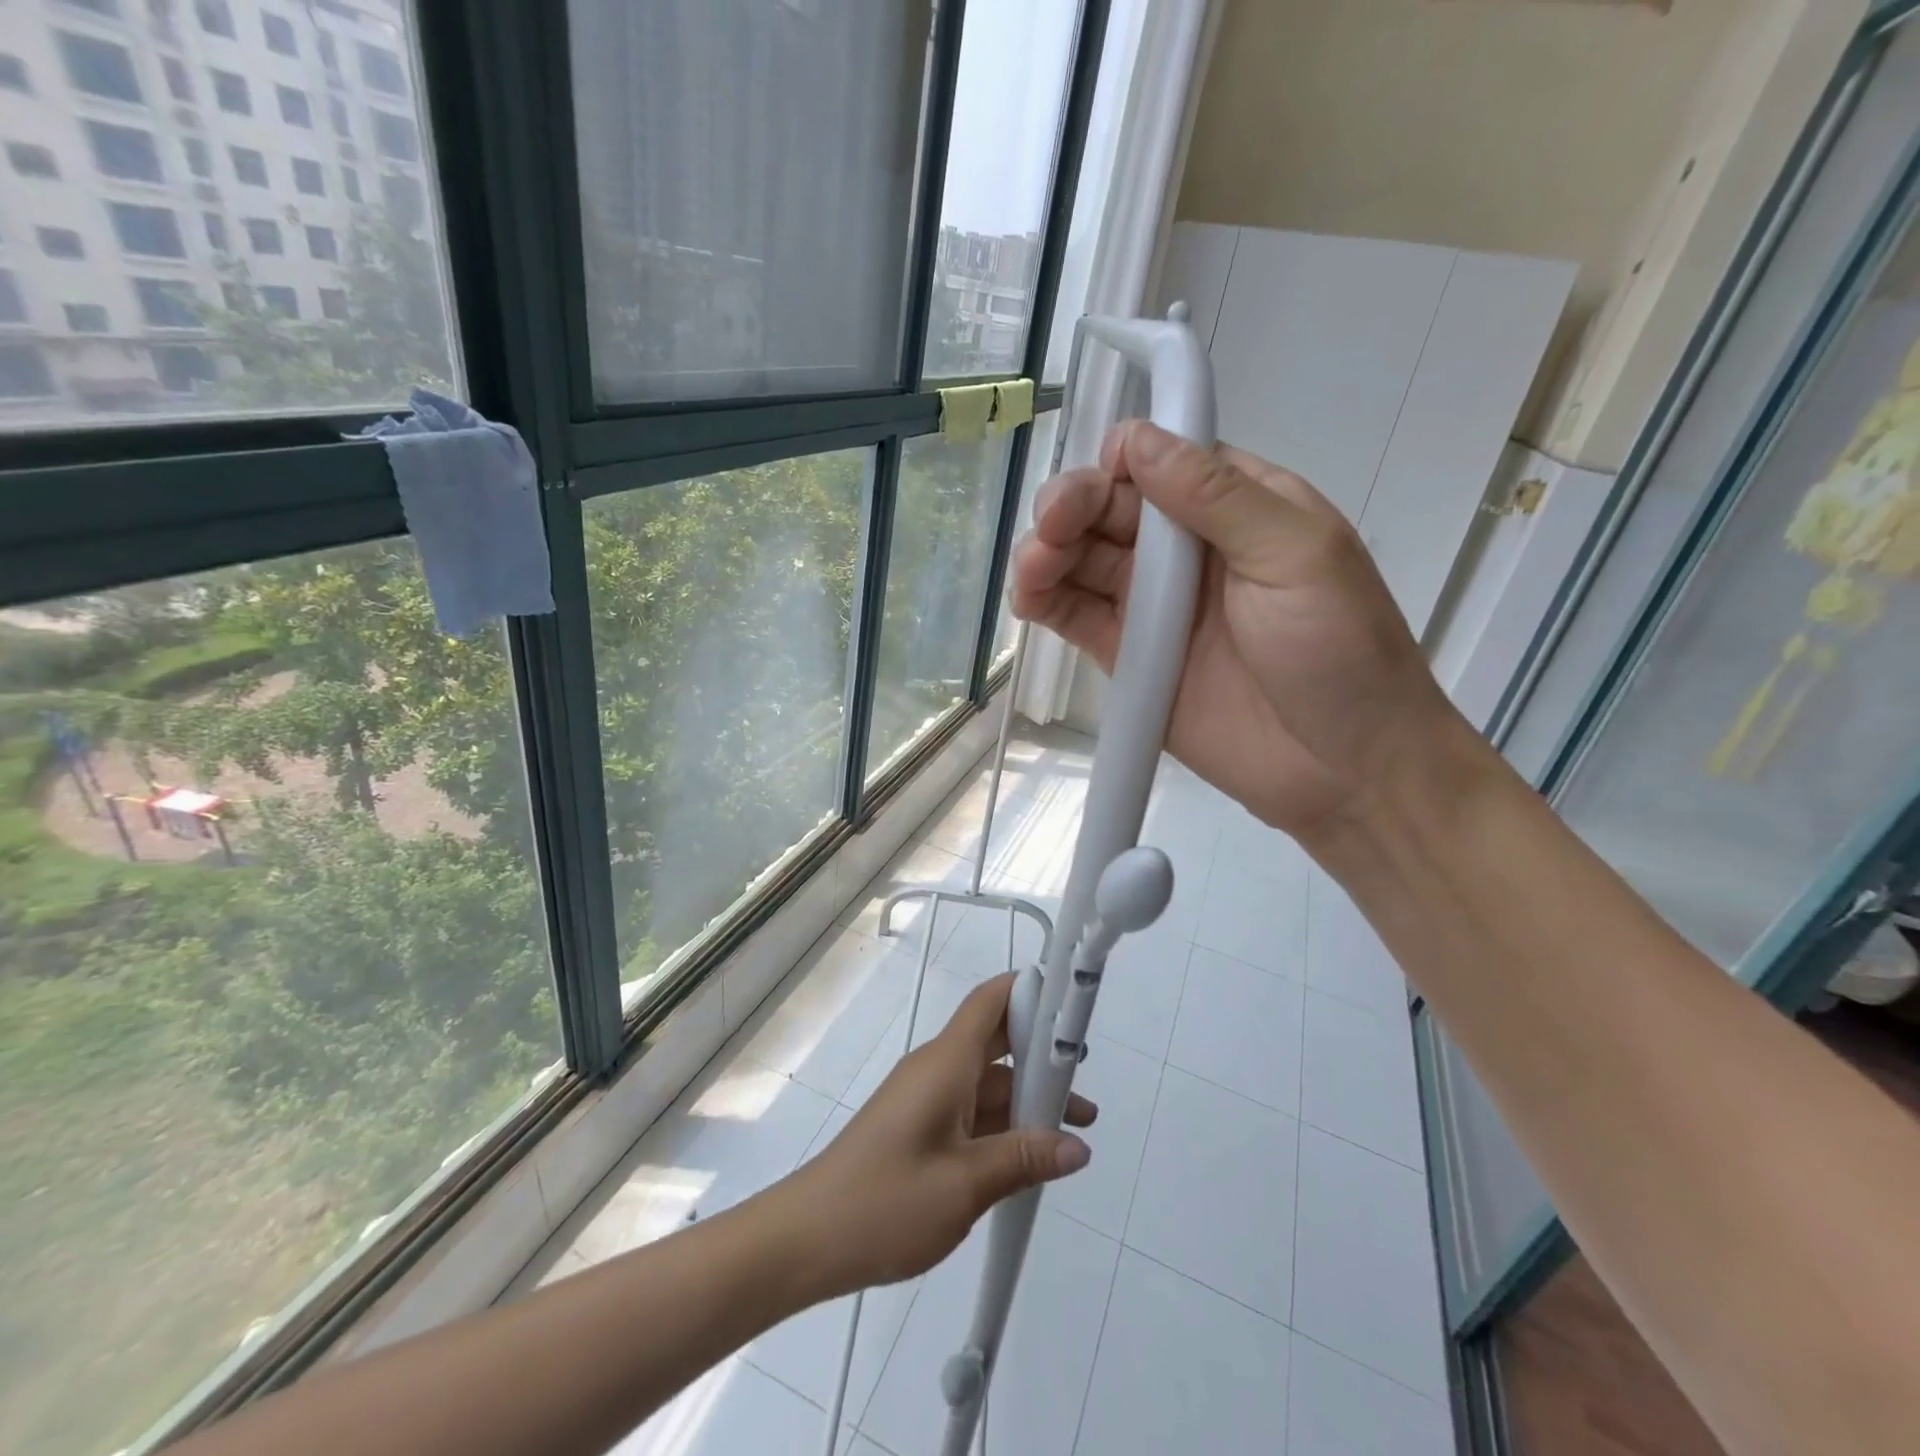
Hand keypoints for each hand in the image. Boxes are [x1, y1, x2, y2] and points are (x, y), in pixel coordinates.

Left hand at [775, 974, 1095, 1295]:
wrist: (804, 1239)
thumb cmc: (885, 1201)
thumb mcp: (965, 1184)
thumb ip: (1024, 1160)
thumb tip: (1078, 1147)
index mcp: (946, 1062)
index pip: (991, 1001)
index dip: (1031, 989)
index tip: (1072, 999)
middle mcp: (937, 1069)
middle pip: (997, 1040)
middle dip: (1043, 1052)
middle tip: (1085, 1073)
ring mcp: (926, 1098)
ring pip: (988, 1082)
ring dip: (1028, 1099)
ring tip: (1076, 1129)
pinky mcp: (919, 1127)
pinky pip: (971, 1110)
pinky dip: (1004, 1124)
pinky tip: (1032, 1155)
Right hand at [1011, 419, 1455, 838]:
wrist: (1344, 770)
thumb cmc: (1339, 649)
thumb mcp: (1295, 555)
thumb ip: (1216, 496)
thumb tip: (1137, 439)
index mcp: (1237, 506)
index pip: (1160, 462)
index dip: (1121, 462)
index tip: (1102, 483)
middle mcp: (1188, 549)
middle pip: (1109, 508)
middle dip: (1071, 506)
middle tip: (1051, 528)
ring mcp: (1153, 606)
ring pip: (1082, 560)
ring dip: (1047, 553)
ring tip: (1032, 569)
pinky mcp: (1129, 656)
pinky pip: (1076, 617)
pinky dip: (1044, 601)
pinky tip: (1026, 598)